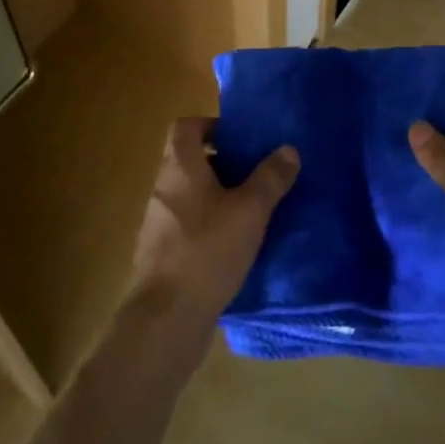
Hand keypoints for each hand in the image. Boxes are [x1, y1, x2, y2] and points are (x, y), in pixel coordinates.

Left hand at [129, 117, 297, 365]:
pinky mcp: (160, 254)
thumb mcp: (250, 210)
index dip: (211, 125)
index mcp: (180, 167)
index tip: (239, 138)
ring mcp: (157, 223)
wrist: (166, 318)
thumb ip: (270, 178)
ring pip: (188, 195)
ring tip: (250, 211)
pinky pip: (186, 226)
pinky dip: (207, 226)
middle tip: (254, 174)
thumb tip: (288, 149)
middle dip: (221, 163)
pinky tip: (233, 246)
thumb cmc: (208, 249)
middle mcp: (163, 188)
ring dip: (216, 197)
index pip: (186, 126)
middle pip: (188, 160)